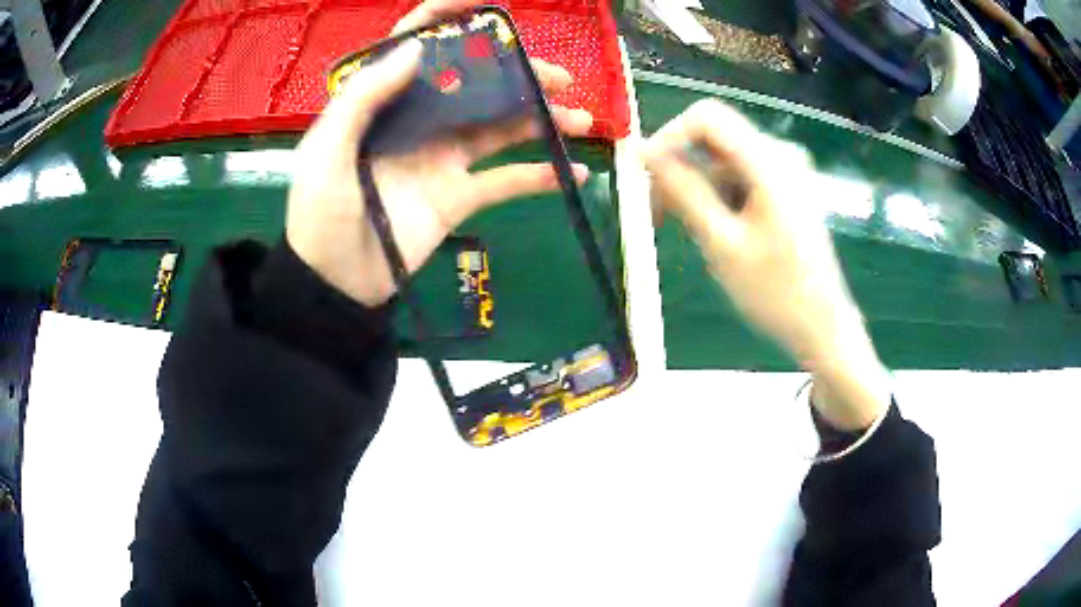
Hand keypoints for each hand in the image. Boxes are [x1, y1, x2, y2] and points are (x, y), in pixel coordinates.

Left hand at [286, 0, 591, 306]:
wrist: (335, 283)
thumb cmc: (320, 214)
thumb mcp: (327, 151)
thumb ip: (364, 97)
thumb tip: (415, 48)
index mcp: (382, 101)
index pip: (414, 44)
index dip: (447, 15)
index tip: (489, 4)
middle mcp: (418, 120)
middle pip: (473, 83)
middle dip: (517, 74)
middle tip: (557, 77)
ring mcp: (442, 157)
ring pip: (499, 127)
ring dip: (540, 120)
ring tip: (580, 120)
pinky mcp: (459, 195)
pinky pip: (505, 181)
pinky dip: (540, 177)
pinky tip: (575, 173)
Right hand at [644, 100, 889, 428]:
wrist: (823, 328)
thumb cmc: (776, 292)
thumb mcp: (721, 243)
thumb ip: (683, 191)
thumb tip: (644, 152)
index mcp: (769, 162)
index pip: (707, 117)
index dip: (669, 137)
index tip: (646, 176)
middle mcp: (779, 156)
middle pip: (713, 139)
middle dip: (678, 169)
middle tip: (654, 213)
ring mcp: (784, 174)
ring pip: (722, 162)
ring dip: (695, 189)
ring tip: (680, 232)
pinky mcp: (785, 192)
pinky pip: (739, 179)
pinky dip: (716, 198)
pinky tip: (711, 232)